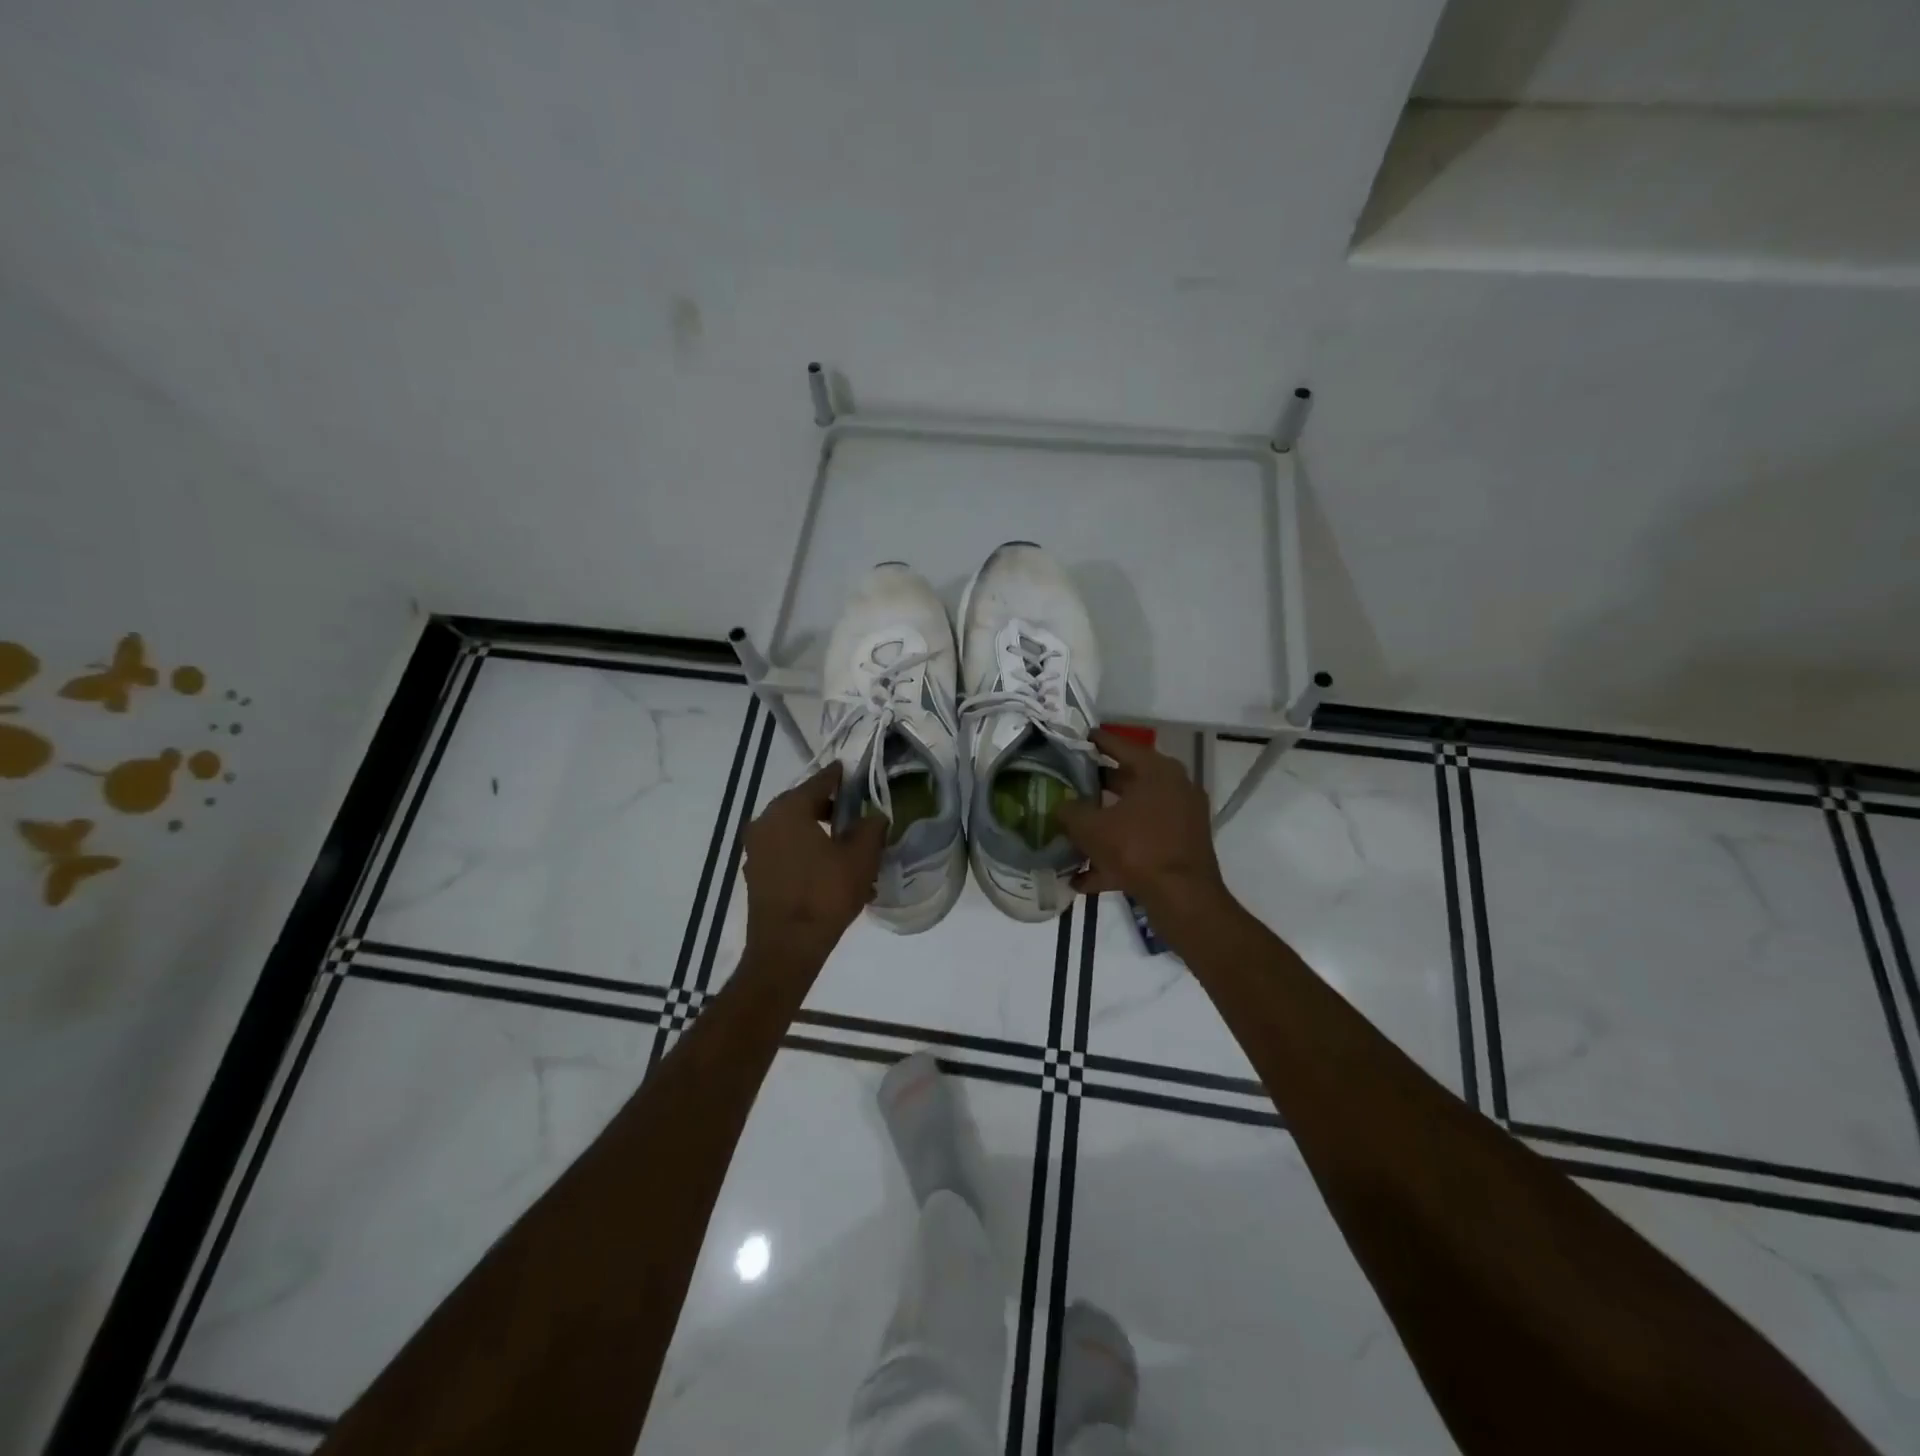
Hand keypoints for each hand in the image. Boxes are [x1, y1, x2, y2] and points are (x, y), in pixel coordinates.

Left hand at [743, 763, 886, 965]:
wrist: (787, 948)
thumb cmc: (825, 894)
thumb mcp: (861, 857)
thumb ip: (871, 828)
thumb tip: (874, 816)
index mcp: (788, 809)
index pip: (820, 782)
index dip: (840, 777)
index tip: (854, 773)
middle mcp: (765, 822)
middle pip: (804, 805)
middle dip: (831, 808)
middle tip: (857, 814)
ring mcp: (756, 850)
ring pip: (795, 831)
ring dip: (820, 834)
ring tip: (848, 848)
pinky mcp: (756, 874)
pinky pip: (786, 853)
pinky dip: (807, 854)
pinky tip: (830, 871)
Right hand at [1058, 729, 1229, 917]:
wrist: (1183, 899)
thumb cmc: (1137, 849)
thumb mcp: (1090, 827)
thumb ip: (1070, 811)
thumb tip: (1061, 806)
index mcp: (1157, 770)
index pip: (1119, 745)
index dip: (1094, 742)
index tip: (1075, 739)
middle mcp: (1174, 788)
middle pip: (1127, 781)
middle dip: (1095, 787)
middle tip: (1067, 785)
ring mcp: (1181, 820)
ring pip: (1133, 816)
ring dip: (1104, 826)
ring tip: (1072, 833)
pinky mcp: (1180, 848)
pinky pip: (1141, 845)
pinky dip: (1116, 856)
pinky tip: (1083, 878)